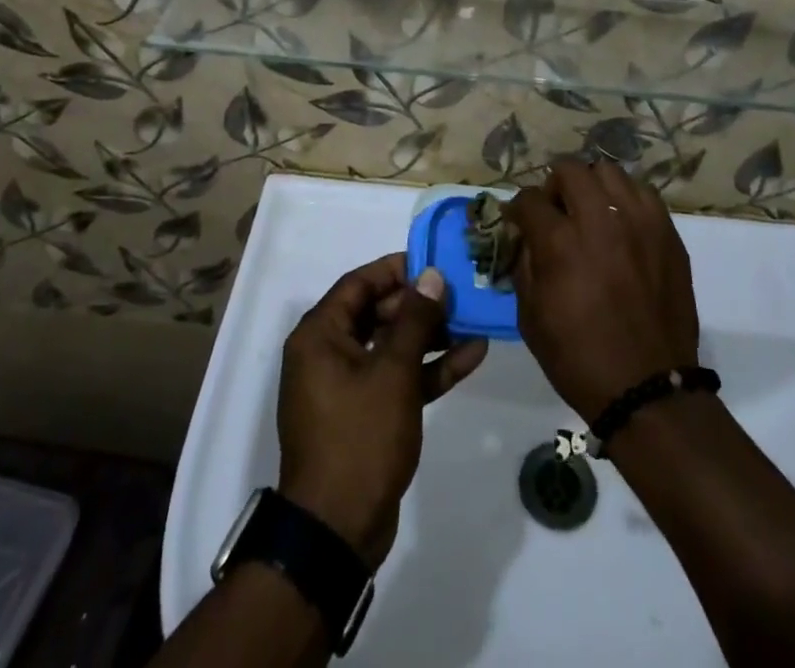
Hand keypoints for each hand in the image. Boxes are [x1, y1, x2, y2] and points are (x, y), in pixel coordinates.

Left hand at [276, 253, 488, 568]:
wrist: (337, 532)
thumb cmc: (359, 437)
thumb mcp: (393, 372)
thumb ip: (415, 320)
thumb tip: (432, 276)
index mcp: (320, 335)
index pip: (359, 284)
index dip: (397, 270)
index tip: (435, 262)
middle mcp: (328, 353)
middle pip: (378, 312)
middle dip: (421, 305)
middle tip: (460, 294)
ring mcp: (347, 386)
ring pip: (392, 346)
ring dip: (431, 336)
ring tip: (474, 321)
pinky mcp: (366, 414)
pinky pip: (398, 378)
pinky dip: (428, 369)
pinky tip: (471, 356)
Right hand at [505, 159, 700, 423]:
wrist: (647, 387)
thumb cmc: (578, 358)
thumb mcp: (530, 317)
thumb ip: (523, 264)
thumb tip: (525, 236)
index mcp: (560, 242)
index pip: (528, 199)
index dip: (518, 208)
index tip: (519, 219)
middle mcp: (600, 220)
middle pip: (570, 170)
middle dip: (554, 186)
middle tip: (556, 211)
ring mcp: (639, 222)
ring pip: (609, 172)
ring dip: (592, 186)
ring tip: (592, 211)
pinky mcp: (667, 232)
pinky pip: (643, 193)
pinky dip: (626, 200)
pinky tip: (621, 224)